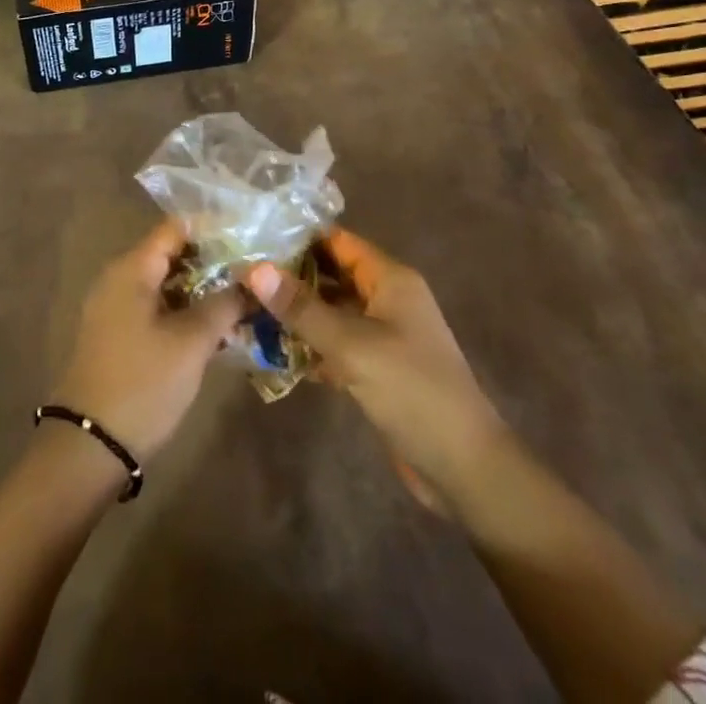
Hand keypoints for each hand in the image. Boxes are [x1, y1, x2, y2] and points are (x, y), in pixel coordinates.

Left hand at [51, 221, 245, 462]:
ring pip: (166, 283)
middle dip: (212, 260)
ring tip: (244, 298)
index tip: (249, 235)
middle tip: (254, 271)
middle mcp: (119, 278)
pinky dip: (184, 310)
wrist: (90, 444)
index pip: (176, 228)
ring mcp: (116, 307)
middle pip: (171, 254)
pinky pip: (156, 307)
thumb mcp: (191, 342)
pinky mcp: (118, 334)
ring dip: (201, 289)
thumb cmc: (143, 383)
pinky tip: (217, 327)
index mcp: (132, 268)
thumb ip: (224, 304)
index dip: (213, 228)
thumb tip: (253, 280)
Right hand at [248, 229, 502, 509]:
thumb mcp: (352, 346)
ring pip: (331, 311)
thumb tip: (254, 269)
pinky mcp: (378, 368)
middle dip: (290, 278)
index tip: (254, 240)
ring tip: (247, 312)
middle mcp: (388, 298)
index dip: (298, 238)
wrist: (464, 467)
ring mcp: (384, 334)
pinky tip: (274, 353)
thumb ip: (302, 307)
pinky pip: (337, 344)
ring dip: (296, 314)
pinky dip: (310, 345)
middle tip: (241, 279)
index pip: (338, 242)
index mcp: (390, 279)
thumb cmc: (412, 391)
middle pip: (332, 275)